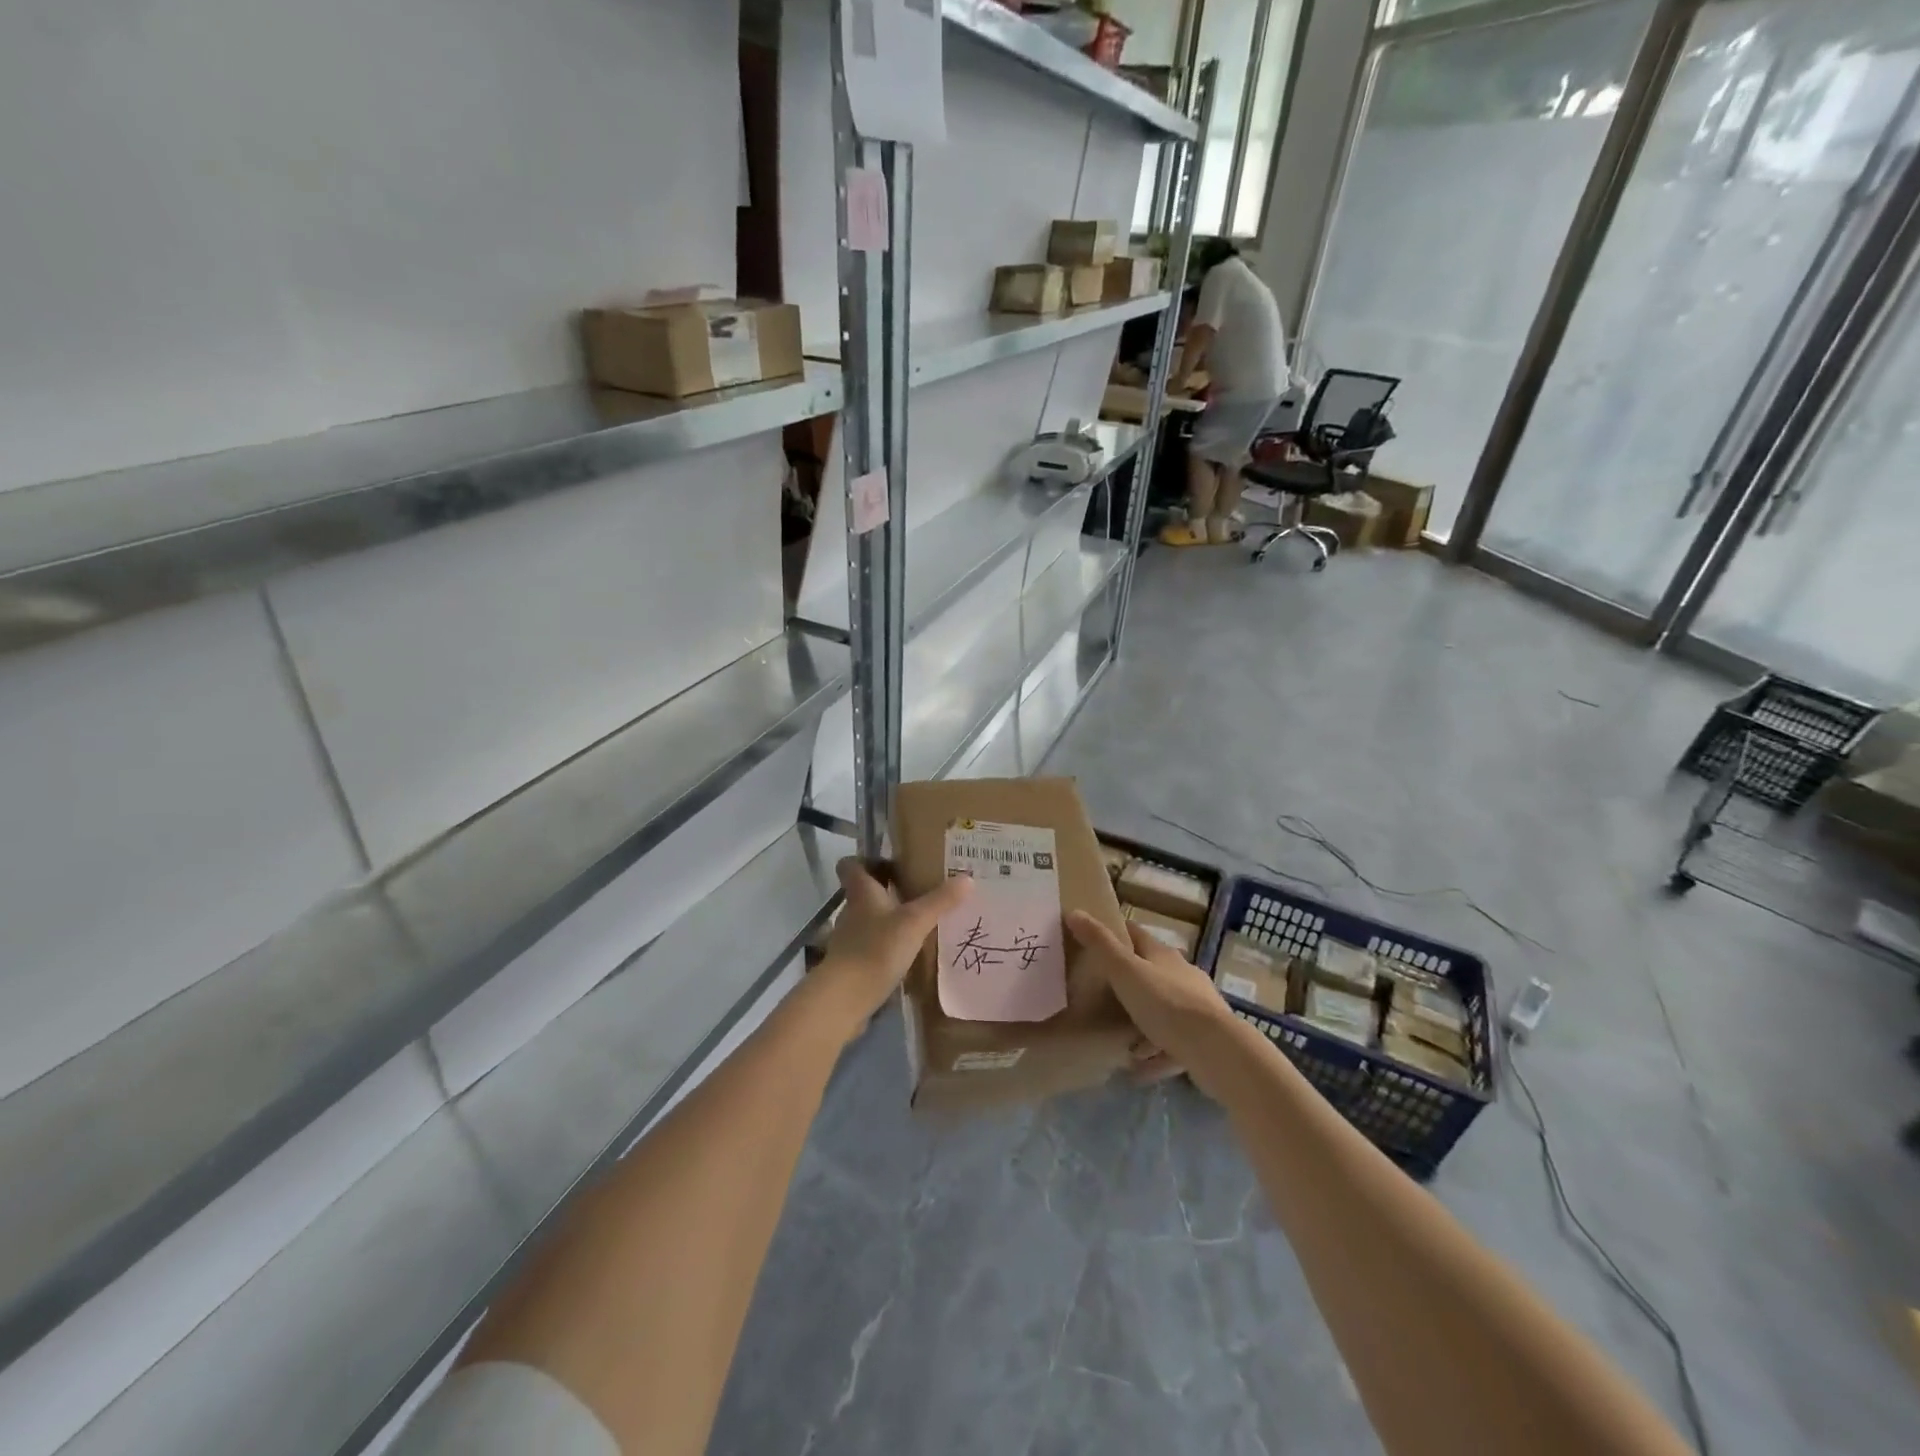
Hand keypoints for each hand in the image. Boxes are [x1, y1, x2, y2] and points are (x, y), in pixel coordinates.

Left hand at [810, 859, 970, 1038]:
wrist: (845, 998)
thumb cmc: (876, 949)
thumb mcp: (914, 922)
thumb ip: (939, 901)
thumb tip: (967, 877)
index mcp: (861, 893)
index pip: (851, 865)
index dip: (865, 860)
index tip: (889, 862)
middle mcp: (851, 912)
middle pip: (863, 893)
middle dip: (887, 890)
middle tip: (918, 891)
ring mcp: (848, 940)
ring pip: (869, 921)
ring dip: (889, 920)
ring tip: (918, 924)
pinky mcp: (852, 966)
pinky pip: (871, 947)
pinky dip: (886, 947)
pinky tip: (908, 955)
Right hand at [1065, 911, 1231, 1069]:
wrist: (1217, 1049)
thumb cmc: (1166, 1003)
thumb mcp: (1125, 971)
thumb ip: (1100, 944)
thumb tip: (1074, 912)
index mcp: (1163, 955)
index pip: (1136, 934)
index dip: (1116, 933)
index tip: (1095, 939)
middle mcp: (1183, 975)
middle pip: (1152, 971)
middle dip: (1130, 981)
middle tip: (1102, 993)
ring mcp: (1197, 1007)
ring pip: (1164, 1009)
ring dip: (1143, 1020)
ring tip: (1120, 1038)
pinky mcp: (1204, 1038)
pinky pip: (1173, 1043)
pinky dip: (1156, 1053)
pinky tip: (1141, 1069)